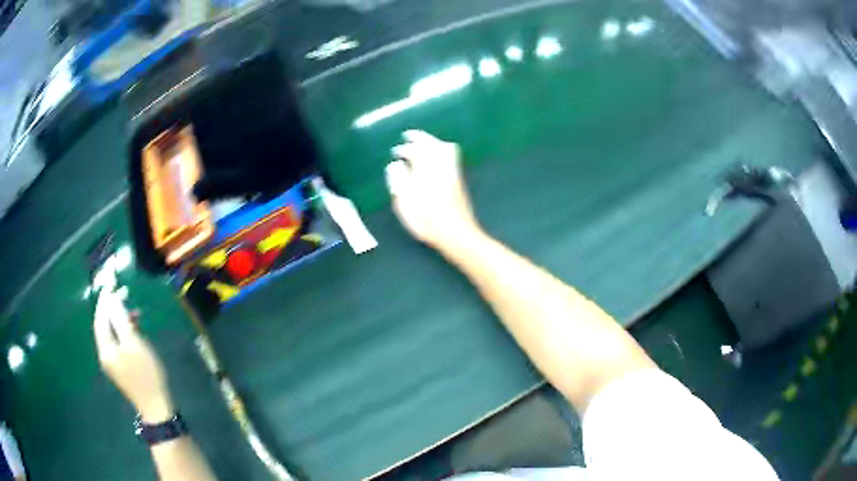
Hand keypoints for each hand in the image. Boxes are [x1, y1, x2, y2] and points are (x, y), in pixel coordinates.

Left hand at [94, 291, 173, 422]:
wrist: (156, 406)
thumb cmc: (145, 373)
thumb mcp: (134, 344)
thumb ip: (121, 320)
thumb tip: (112, 300)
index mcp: (105, 349)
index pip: (100, 318)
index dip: (104, 300)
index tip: (111, 283)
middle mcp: (105, 354)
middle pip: (104, 326)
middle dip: (112, 309)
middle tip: (124, 294)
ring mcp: (112, 363)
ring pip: (111, 334)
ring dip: (119, 320)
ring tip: (134, 312)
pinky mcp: (121, 368)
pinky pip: (117, 343)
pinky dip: (123, 332)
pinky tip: (134, 331)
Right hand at [386, 130, 481, 250]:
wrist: (456, 233)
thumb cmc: (427, 220)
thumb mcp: (404, 203)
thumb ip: (398, 180)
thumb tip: (396, 165)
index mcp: (425, 170)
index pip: (414, 151)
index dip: (404, 149)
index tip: (396, 151)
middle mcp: (440, 166)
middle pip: (431, 144)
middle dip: (419, 138)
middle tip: (409, 136)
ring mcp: (452, 172)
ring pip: (444, 148)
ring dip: (432, 142)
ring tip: (422, 143)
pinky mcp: (458, 179)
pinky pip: (451, 156)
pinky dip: (442, 150)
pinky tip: (435, 158)